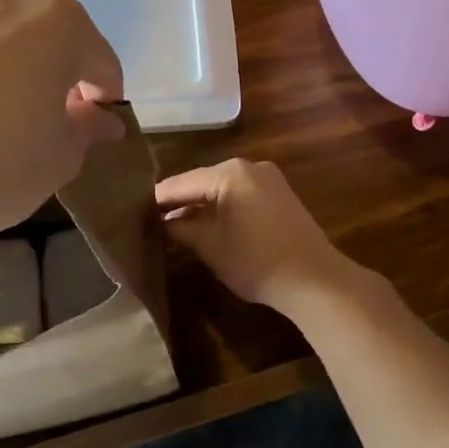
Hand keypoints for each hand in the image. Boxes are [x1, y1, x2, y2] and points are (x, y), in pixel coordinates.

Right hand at [154, 159, 361, 317]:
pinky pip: (241, 196)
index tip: (133, 212)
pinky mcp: (280, 196)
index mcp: (230, 172)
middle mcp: (250, 167)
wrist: (315, 280)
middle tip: (151, 221)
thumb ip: (181, 229)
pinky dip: (223, 209)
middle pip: (202, 182)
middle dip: (180, 203)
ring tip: (174, 227)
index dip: (157, 199)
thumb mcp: (210, 246)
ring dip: (201, 207)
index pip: (181, 183)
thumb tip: (162, 222)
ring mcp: (268, 180)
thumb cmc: (256, 261)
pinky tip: (208, 228)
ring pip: (222, 190)